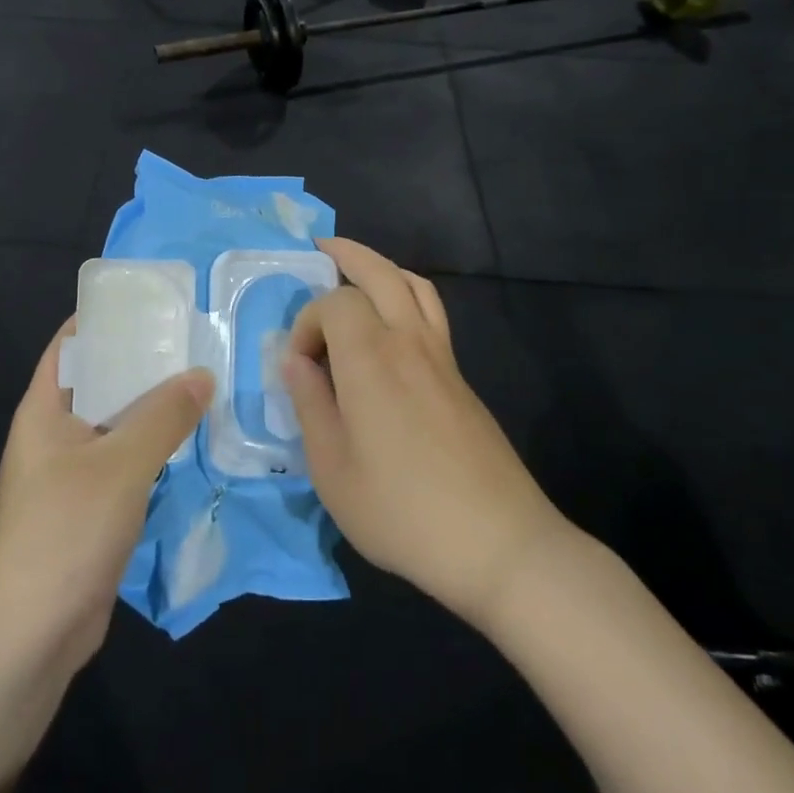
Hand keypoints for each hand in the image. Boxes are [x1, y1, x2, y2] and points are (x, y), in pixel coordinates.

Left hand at [0, 320, 212, 677]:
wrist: (31, 635)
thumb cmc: (66, 530)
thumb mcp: (121, 463)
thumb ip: (164, 415)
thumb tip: (202, 374)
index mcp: (44, 409)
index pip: (71, 343)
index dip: (106, 318)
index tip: (154, 302)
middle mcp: (54, 433)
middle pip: (100, 381)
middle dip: (143, 362)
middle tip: (195, 342)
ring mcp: (71, 473)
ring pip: (117, 424)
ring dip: (154, 407)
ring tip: (203, 382)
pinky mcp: (90, 507)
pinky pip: (125, 461)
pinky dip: (155, 447)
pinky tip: (192, 440)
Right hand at [282, 239, 571, 631]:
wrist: (499, 543)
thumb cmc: (402, 510)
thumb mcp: (332, 469)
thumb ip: (309, 404)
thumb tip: (294, 361)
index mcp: (370, 358)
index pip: (333, 303)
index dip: (307, 323)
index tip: (299, 367)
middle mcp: (408, 341)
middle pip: (380, 272)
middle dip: (347, 255)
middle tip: (321, 250)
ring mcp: (442, 357)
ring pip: (414, 285)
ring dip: (382, 268)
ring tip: (357, 272)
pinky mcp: (460, 378)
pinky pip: (431, 312)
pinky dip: (406, 295)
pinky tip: (391, 323)